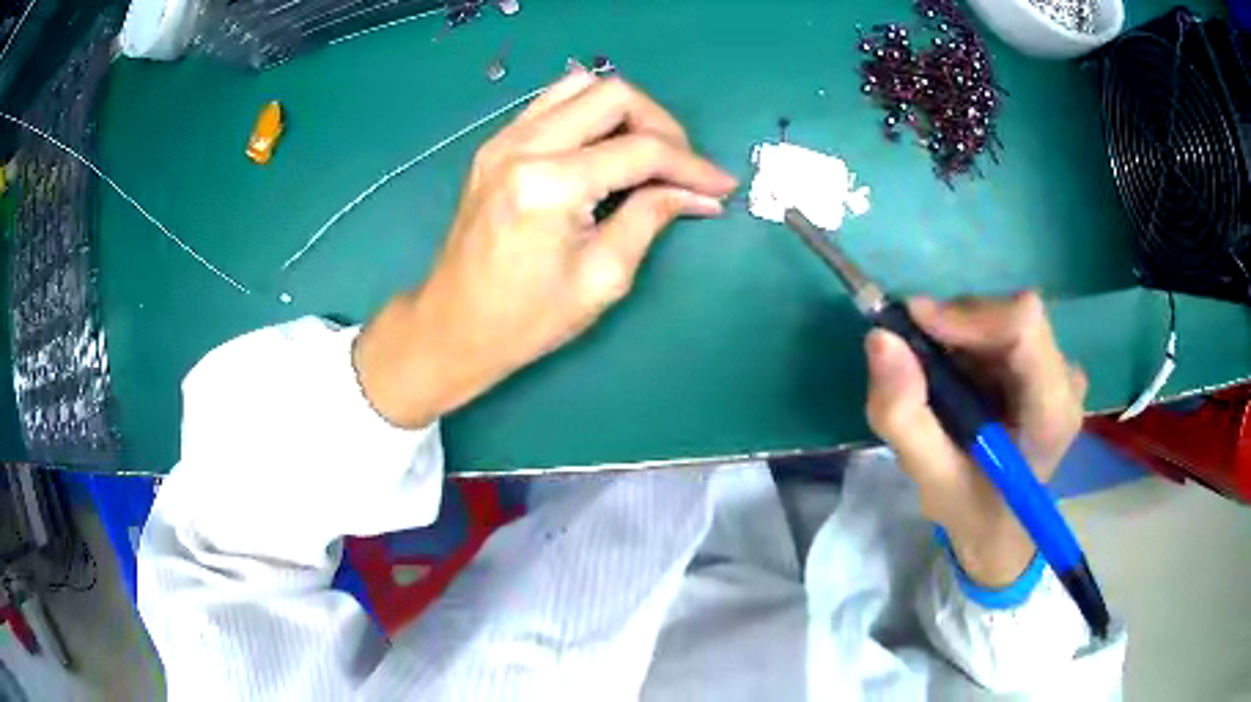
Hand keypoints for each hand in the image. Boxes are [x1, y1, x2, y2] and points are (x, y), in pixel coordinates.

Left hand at [354, 68, 737, 427]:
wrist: (452, 327)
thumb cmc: (525, 320)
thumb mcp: (602, 278)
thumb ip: (651, 218)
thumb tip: (697, 194)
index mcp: (549, 185)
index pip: (641, 150)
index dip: (691, 165)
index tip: (721, 185)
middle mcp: (523, 147)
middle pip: (613, 95)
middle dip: (662, 125)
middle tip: (682, 167)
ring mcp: (503, 140)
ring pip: (581, 87)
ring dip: (625, 112)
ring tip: (647, 153)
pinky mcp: (495, 145)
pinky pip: (552, 103)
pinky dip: (589, 114)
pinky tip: (605, 147)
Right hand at [864, 292, 1086, 586]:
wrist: (1000, 526)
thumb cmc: (972, 511)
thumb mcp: (929, 479)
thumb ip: (903, 416)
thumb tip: (880, 339)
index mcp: (1052, 414)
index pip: (1024, 326)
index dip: (968, 314)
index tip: (914, 325)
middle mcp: (1066, 380)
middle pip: (1010, 317)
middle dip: (955, 329)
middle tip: (914, 361)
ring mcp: (1060, 369)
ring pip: (1002, 318)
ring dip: (959, 338)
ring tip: (937, 383)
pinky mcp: (1048, 363)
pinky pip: (1002, 328)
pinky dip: (968, 343)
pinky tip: (958, 381)